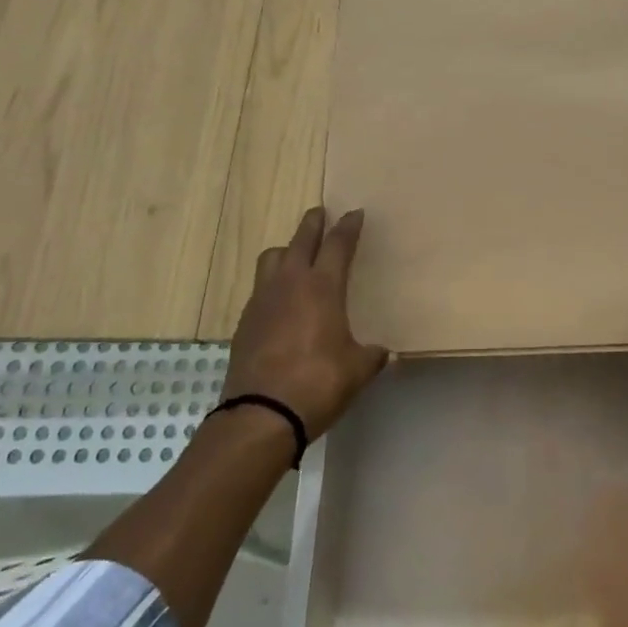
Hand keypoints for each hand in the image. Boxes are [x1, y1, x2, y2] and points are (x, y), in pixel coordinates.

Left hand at [223, 207, 389, 438]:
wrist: (261, 414)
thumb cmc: (318, 383)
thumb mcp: (358, 369)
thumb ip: (372, 354)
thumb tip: (383, 352)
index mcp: (322, 288)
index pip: (337, 245)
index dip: (348, 227)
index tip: (355, 213)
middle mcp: (289, 285)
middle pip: (300, 240)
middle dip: (313, 224)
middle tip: (320, 212)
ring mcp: (262, 302)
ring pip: (271, 259)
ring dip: (286, 250)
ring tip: (295, 255)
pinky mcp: (245, 323)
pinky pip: (260, 289)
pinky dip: (272, 284)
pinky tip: (281, 301)